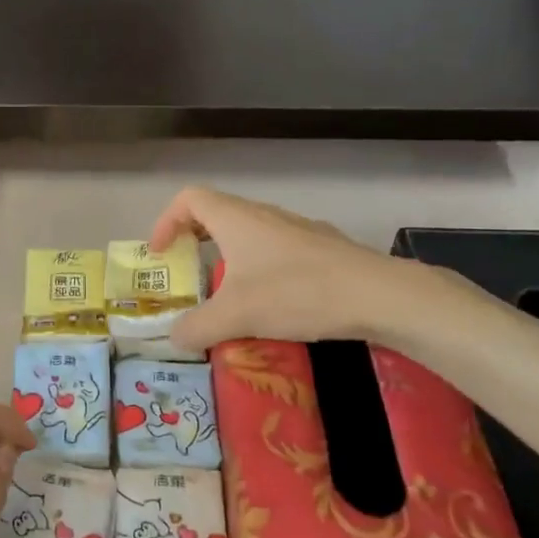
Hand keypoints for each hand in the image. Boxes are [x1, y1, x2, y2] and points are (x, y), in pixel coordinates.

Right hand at [149, 185, 444, 352]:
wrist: (378, 294)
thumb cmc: (296, 293)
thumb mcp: (236, 316)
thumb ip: (196, 328)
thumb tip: (174, 338)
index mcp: (236, 219)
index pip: (188, 199)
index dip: (166, 221)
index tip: (160, 254)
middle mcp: (263, 215)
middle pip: (217, 213)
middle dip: (193, 239)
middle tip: (186, 270)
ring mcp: (296, 228)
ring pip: (249, 232)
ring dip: (228, 254)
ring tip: (227, 292)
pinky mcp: (321, 247)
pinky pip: (276, 249)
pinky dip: (259, 266)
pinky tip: (273, 302)